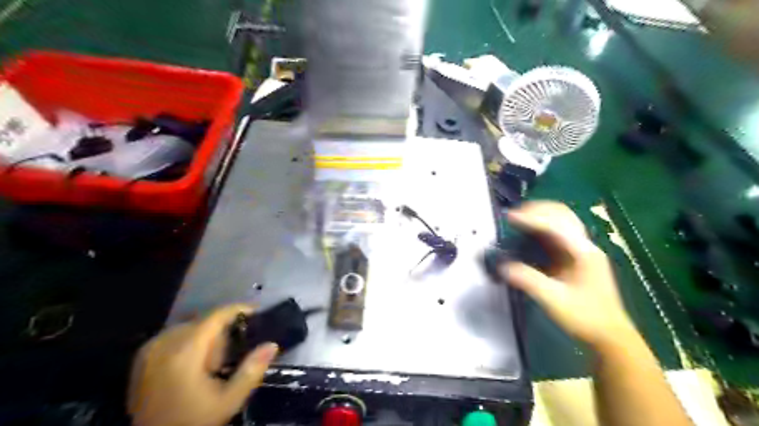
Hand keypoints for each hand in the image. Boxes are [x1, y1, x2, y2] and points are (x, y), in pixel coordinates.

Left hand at [128, 305, 278, 425]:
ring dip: (206, 335)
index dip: (238, 309)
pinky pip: (174, 335)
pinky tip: (195, 362)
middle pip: (203, 320)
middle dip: (223, 328)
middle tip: (236, 349)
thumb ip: (252, 371)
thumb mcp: (228, 401)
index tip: (257, 313)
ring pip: (189, 326)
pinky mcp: (142, 358)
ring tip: (215, 360)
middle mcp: (163, 344)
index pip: (215, 316)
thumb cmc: (193, 421)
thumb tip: (272, 344)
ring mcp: (149, 350)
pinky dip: (190, 340)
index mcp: (184, 352)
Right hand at [502, 201, 635, 350]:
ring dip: (539, 215)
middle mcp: (585, 245)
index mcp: (584, 253)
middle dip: (536, 210)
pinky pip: (558, 231)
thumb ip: (528, 280)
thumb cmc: (585, 318)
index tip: (509, 217)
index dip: (532, 218)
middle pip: (562, 214)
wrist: (609, 335)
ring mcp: (582, 249)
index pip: (556, 225)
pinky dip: (542, 226)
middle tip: (512, 215)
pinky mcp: (576, 256)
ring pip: (561, 219)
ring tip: (517, 219)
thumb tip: (502, 266)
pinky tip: (529, 232)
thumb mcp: (554, 300)